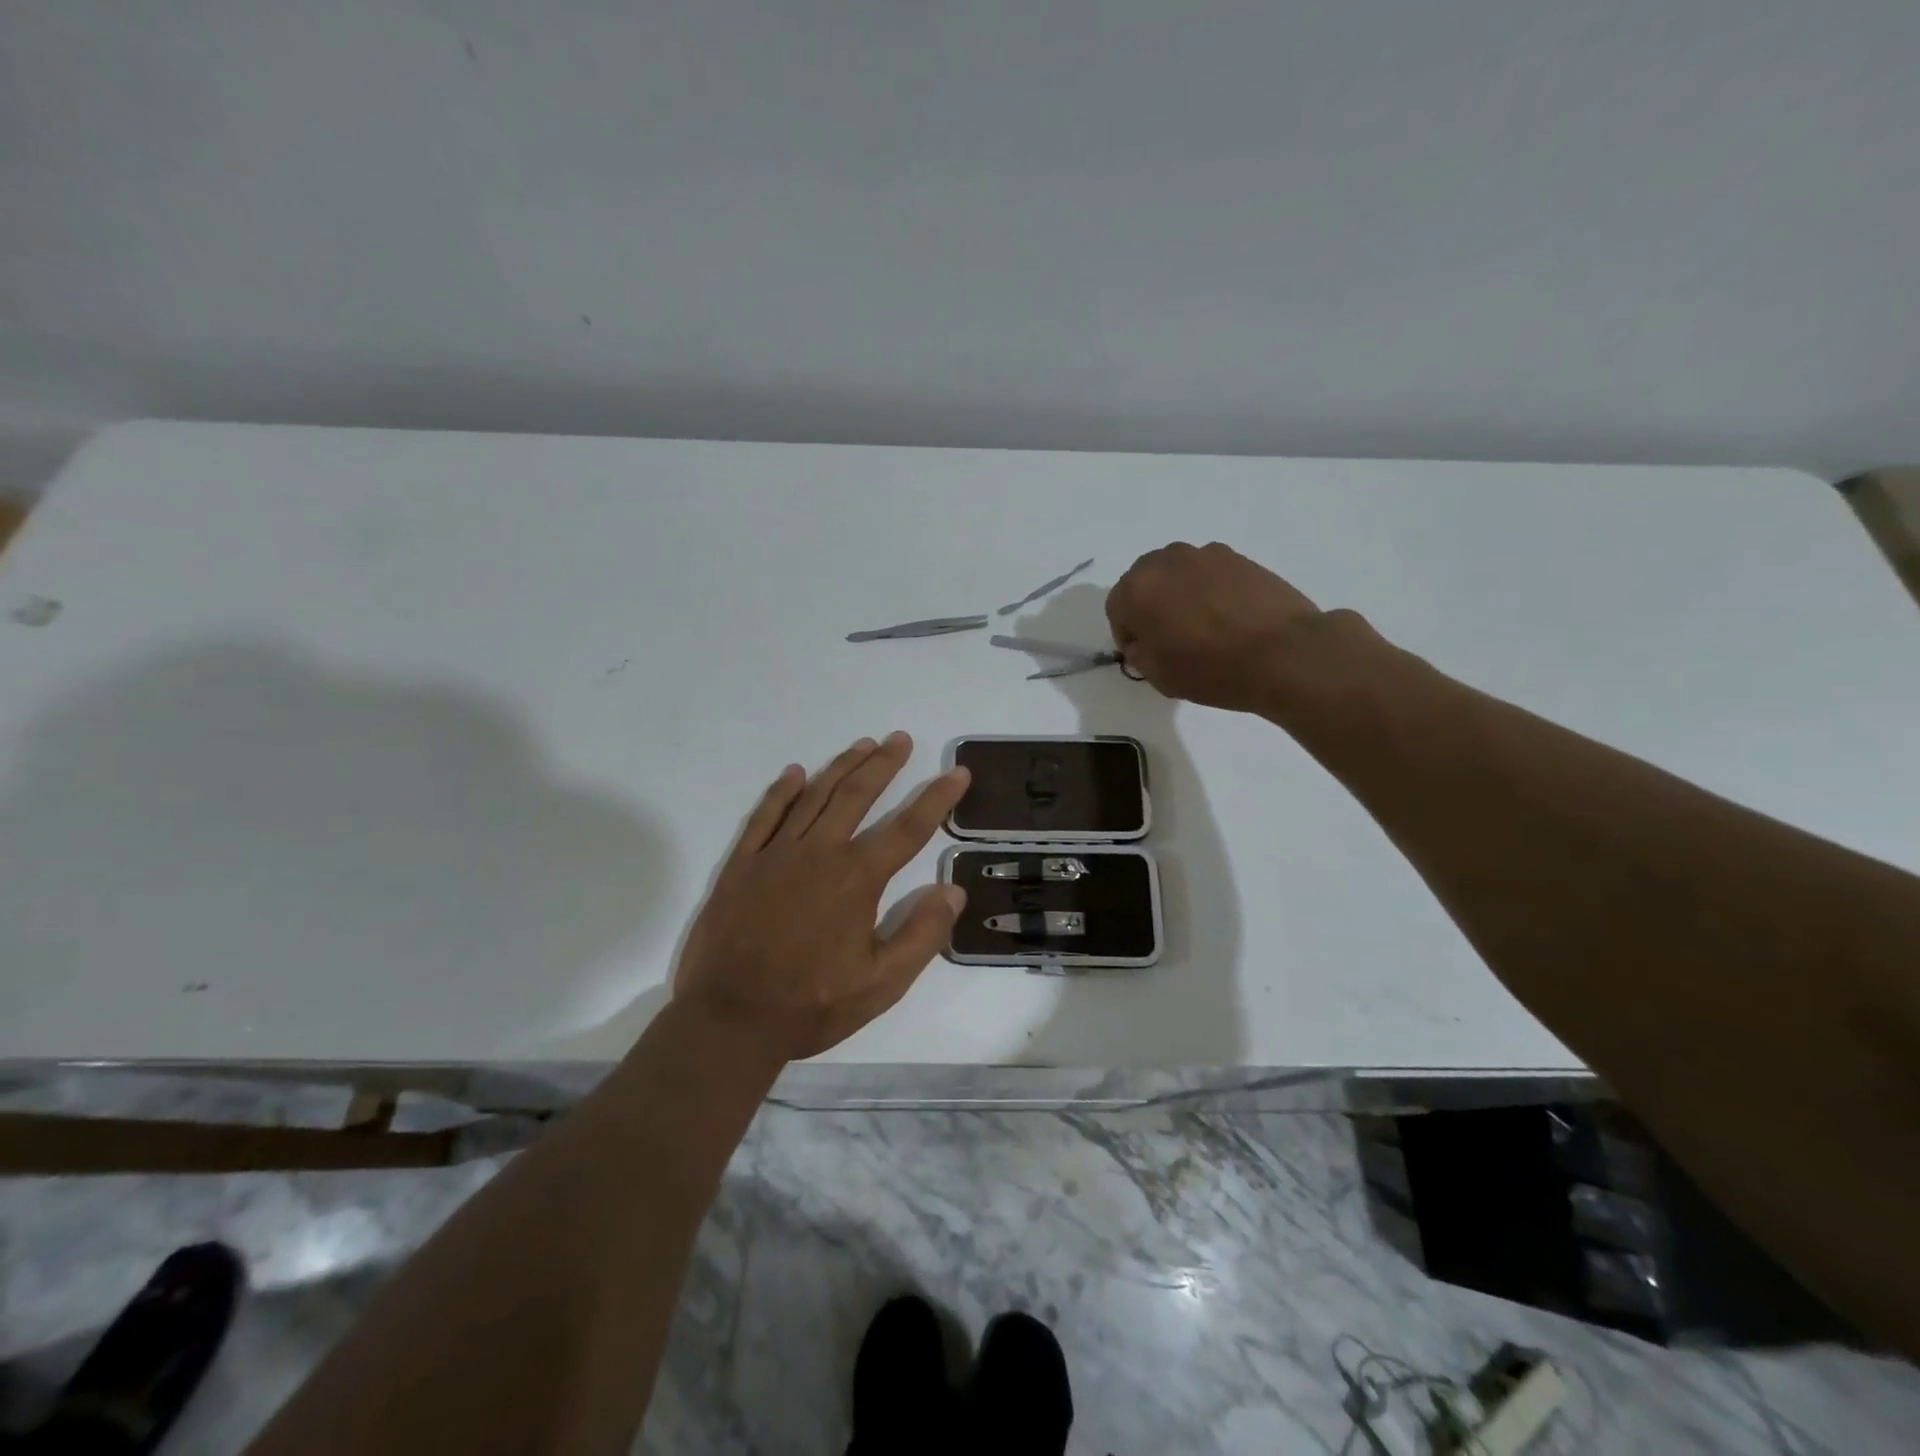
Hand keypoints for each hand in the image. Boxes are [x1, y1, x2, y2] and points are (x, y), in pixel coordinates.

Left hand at [672, 732, 970, 1062]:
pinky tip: (795, 773)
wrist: (730, 1019)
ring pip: (814, 796)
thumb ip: (922, 935)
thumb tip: (953, 890)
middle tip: (900, 739)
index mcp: (857, 879)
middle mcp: (820, 853)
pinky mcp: (742, 864)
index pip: (908, 829)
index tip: (957, 773)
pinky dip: (781, 791)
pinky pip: (765, 815)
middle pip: (858, 795)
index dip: (937, 798)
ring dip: (841, 767)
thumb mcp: (882, 984)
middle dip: (884, 764)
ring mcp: (776, 854)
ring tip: (862, 744)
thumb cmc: (811, 1004)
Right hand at [1106, 542, 1327, 713]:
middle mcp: (1166, 561)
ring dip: (1179, 595)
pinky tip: (1227, 618)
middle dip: (1150, 607)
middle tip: (1169, 638)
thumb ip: (1139, 653)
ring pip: (1178, 575)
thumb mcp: (1158, 675)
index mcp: (1137, 588)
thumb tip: (1144, 640)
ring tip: (1201, 627)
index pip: (1116, 608)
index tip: (1145, 655)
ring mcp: (1205, 554)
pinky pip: (1209, 573)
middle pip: (1145, 582)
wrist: (1283, 654)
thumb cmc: (1211, 669)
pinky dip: (1209, 591)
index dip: (1127, 635)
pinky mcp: (1239, 557)